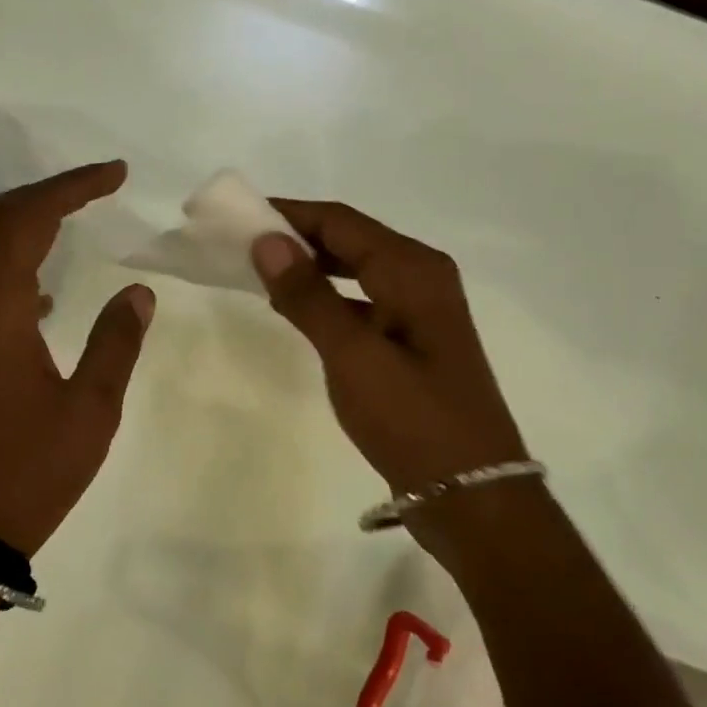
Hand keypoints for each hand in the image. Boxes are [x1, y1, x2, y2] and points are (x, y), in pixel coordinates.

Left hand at [0, 162, 153, 554]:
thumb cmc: (29, 470)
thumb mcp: (91, 410)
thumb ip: (117, 340)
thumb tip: (139, 291)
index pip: (30, 219)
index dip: (72, 187)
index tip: (115, 173)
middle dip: (43, 194)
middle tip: (93, 191)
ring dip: (16, 221)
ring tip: (66, 222)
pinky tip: (38, 289)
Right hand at [251, 201, 524, 495]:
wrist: (471, 494)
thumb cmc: (411, 418)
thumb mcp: (352, 354)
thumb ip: (308, 295)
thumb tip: (266, 240)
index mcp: (412, 269)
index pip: (338, 221)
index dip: (286, 213)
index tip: (235, 215)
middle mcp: (421, 276)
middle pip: (349, 238)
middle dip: (295, 236)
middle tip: (239, 241)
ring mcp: (420, 309)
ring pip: (355, 269)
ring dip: (310, 265)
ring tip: (258, 269)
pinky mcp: (414, 339)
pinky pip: (362, 299)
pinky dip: (328, 297)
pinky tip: (296, 308)